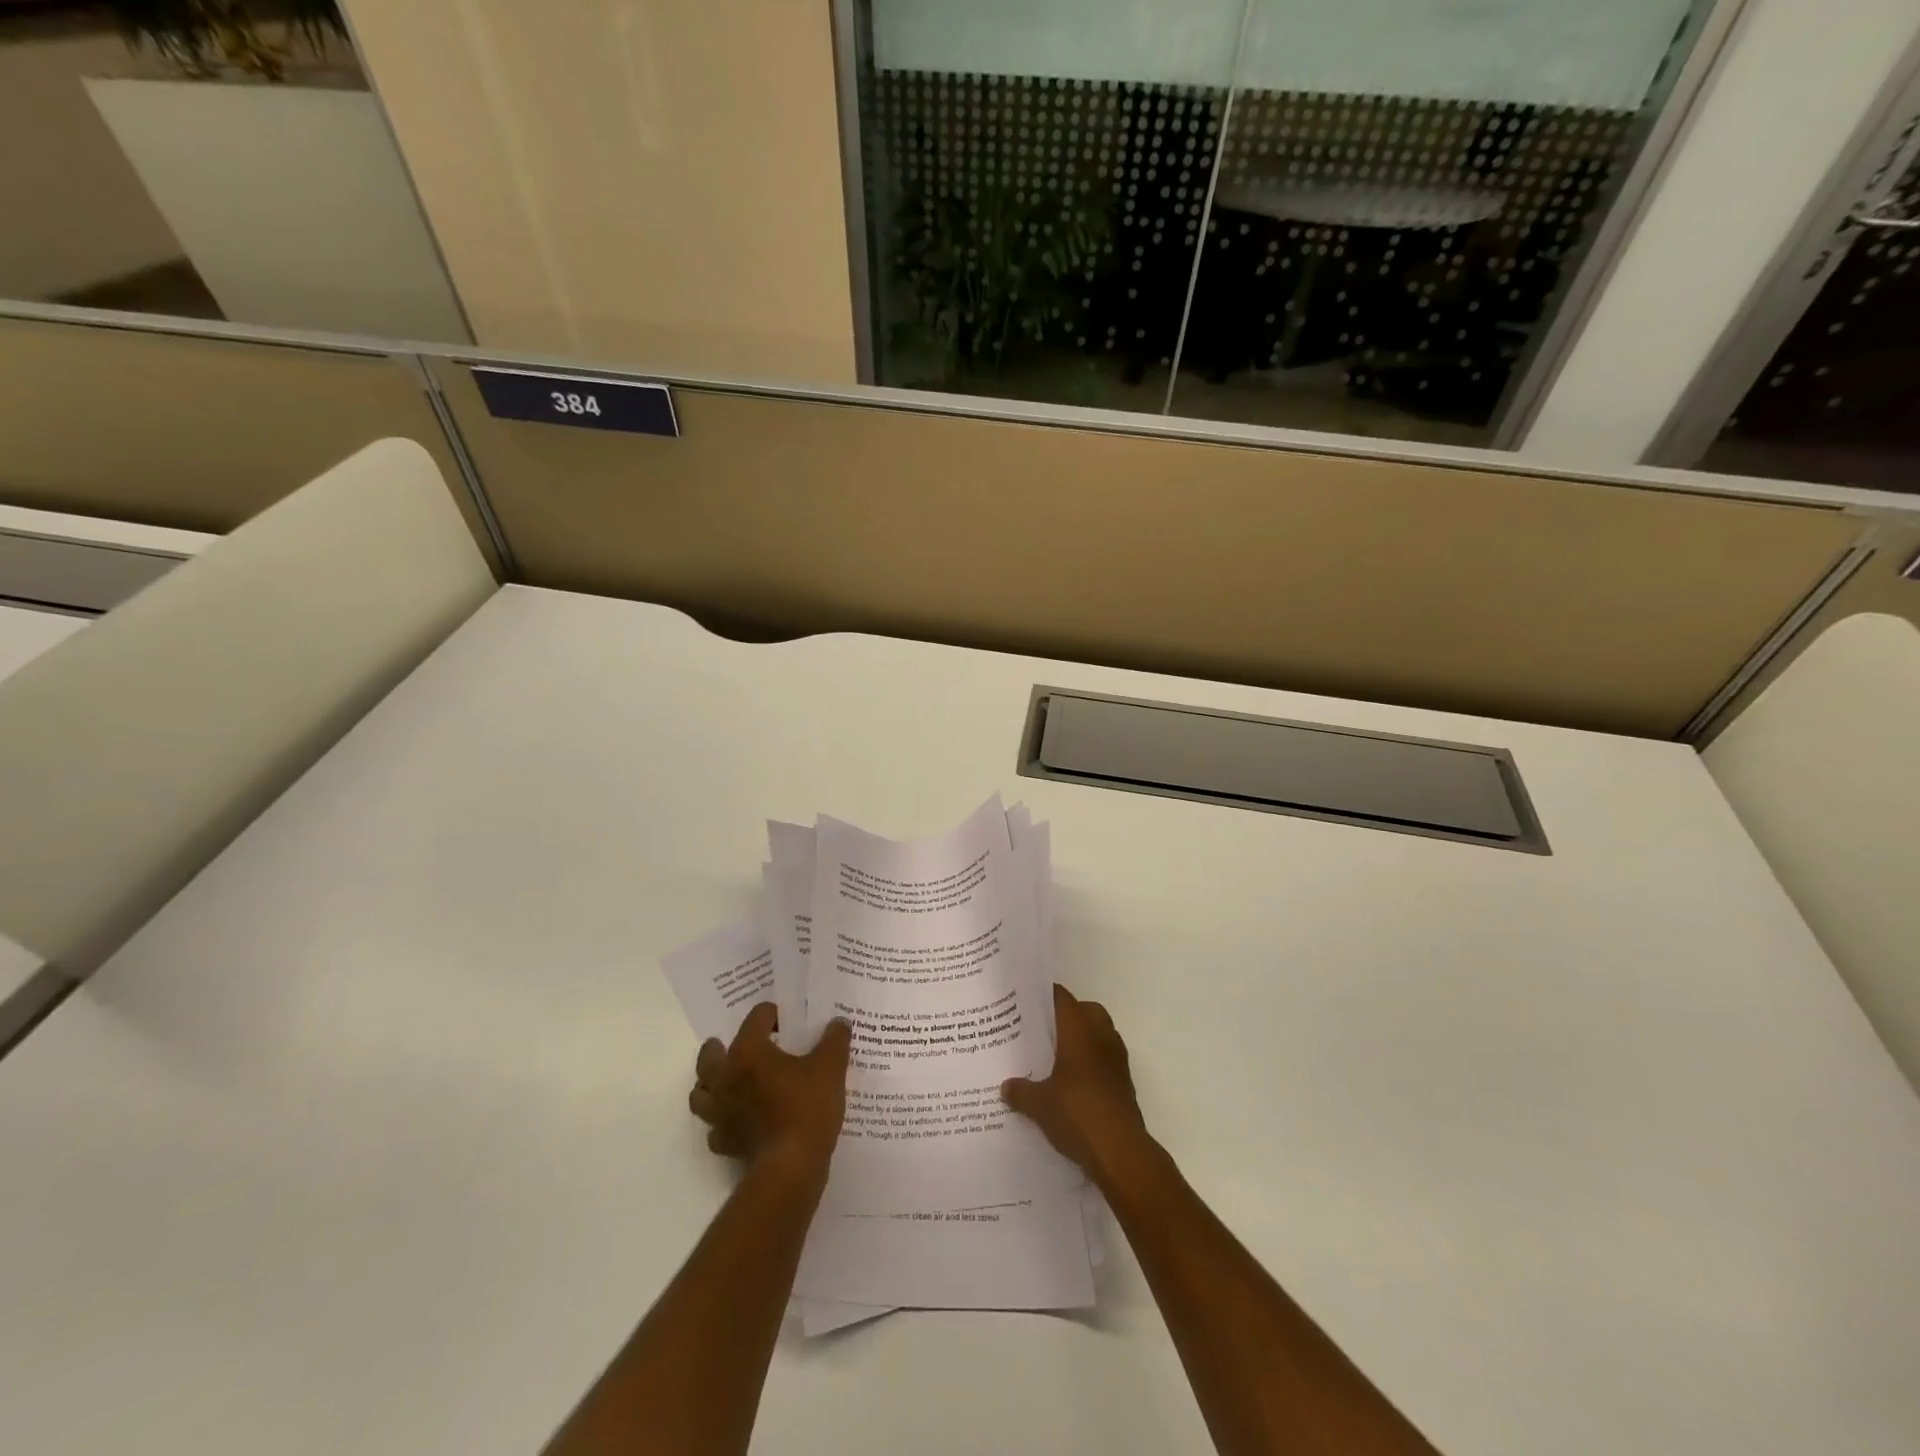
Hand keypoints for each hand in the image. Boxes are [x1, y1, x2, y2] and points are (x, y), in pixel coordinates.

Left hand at [688, 1004, 850, 1180]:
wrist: (791, 1167)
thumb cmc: (807, 1108)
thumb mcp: (831, 1067)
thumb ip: (835, 1039)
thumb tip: (839, 1022)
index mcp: (748, 1052)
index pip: (755, 1019)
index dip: (771, 1014)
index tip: (787, 1020)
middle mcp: (726, 1078)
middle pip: (709, 1056)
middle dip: (720, 1047)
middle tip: (739, 1045)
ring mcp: (720, 1113)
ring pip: (701, 1093)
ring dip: (711, 1085)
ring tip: (730, 1082)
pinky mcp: (725, 1142)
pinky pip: (715, 1128)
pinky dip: (723, 1122)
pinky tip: (740, 1121)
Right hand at [1002, 984, 1153, 1186]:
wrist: (1120, 1151)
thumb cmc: (1077, 1113)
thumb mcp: (1039, 1104)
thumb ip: (1021, 1091)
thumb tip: (1006, 1086)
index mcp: (1079, 1030)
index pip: (1062, 998)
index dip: (1045, 996)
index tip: (1026, 1001)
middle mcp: (1101, 1036)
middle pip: (1086, 1010)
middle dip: (1068, 1016)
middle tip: (1043, 1030)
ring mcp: (1117, 1059)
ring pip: (1100, 1034)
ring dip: (1083, 1040)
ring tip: (1056, 1057)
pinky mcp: (1124, 1083)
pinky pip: (1106, 1059)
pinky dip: (1092, 1063)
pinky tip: (1073, 1084)